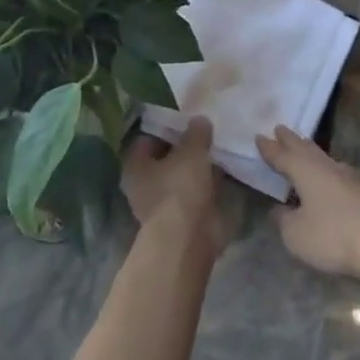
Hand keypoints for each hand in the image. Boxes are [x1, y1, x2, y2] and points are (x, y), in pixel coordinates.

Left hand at [123, 116, 228, 256]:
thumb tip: (199, 120)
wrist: (189, 240)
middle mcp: (143, 185)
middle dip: (184, 147)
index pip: (147, 138)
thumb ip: (196, 132)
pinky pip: (194, 193)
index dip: (166, 127)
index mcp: (135, 165)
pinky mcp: (181, 218)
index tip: (187, 119)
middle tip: (206, 132)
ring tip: (219, 148)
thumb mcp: (191, 151)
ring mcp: (162, 204)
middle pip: (165, 158)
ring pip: (181, 177)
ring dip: (197, 167)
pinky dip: (206, 185)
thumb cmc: (180, 188)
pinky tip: (224, 171)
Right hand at [255, 126, 359, 285]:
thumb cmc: (334, 235)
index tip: (259, 136)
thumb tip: (279, 209)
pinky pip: (339, 173)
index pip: (283, 156)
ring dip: (310, 152)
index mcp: (306, 171)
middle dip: (291, 140)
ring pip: (324, 158)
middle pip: (306, 149)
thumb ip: (284, 220)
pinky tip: (330, 176)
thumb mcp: (296, 235)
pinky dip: (327, 170)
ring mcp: (351, 177)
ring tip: (303, 149)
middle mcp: (327, 166)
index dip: (270, 149)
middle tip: (280, 128)